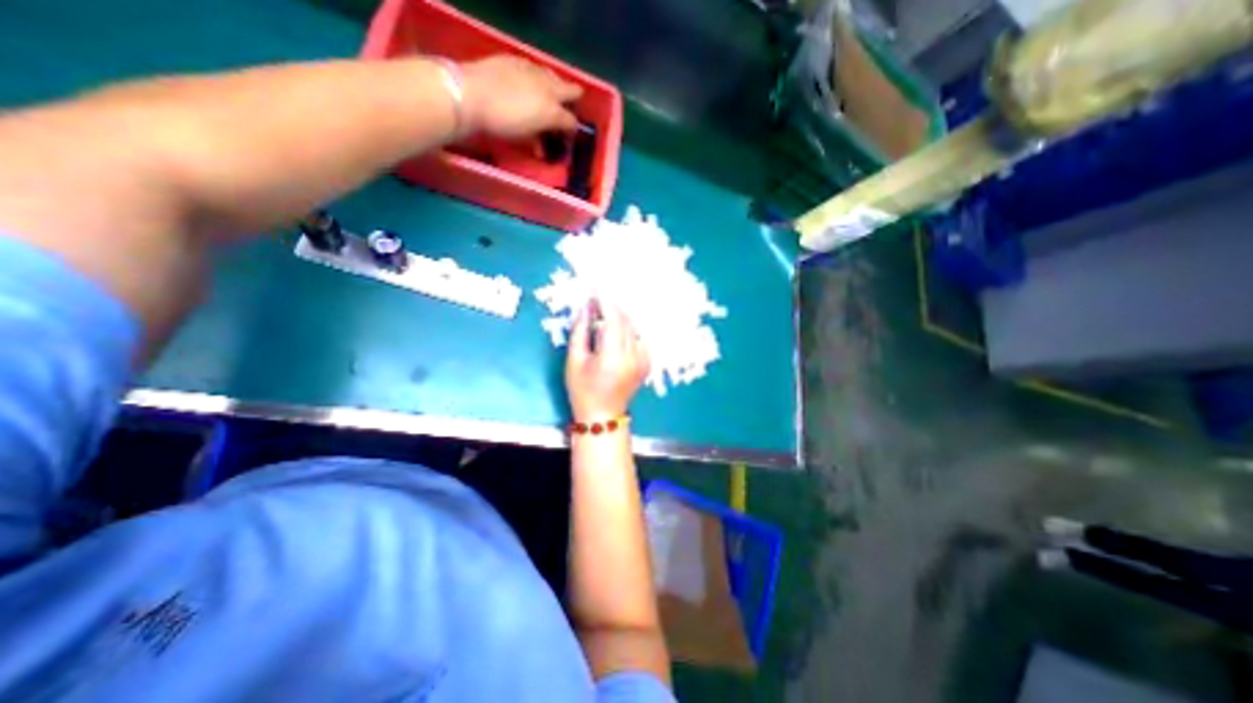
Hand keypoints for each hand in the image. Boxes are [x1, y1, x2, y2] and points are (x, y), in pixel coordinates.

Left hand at [459, 54, 581, 137]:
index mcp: (552, 111)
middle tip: (568, 105)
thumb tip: (541, 146)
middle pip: (571, 90)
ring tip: (548, 92)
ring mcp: (533, 70)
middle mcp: (548, 88)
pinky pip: (534, 67)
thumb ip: (537, 139)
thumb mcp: (523, 137)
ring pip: (553, 75)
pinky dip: (536, 76)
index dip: (571, 130)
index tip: (567, 135)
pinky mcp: (516, 59)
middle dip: (573, 99)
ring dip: (555, 85)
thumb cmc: (500, 124)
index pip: (571, 122)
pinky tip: (528, 81)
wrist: (471, 94)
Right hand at [566, 297, 651, 419]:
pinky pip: (639, 337)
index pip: (613, 319)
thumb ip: (580, 331)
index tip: (596, 289)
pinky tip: (618, 327)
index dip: (605, 301)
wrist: (603, 415)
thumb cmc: (582, 389)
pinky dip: (629, 329)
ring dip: (621, 316)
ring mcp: (643, 360)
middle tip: (598, 298)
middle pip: (626, 321)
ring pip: (634, 327)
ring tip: (606, 311)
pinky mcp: (647, 362)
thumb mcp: (574, 360)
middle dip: (612, 306)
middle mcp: (633, 356)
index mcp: (613, 357)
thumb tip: (585, 307)